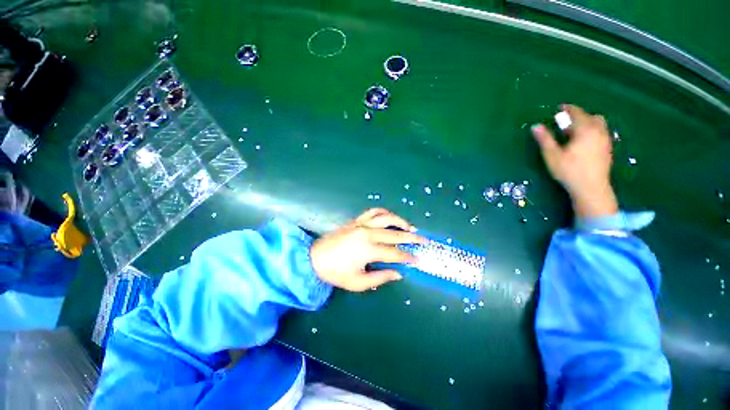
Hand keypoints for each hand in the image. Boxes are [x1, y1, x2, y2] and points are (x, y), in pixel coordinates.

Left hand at [310, 208, 423, 291]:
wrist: (315, 258)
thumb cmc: (336, 273)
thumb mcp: (358, 282)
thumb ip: (380, 277)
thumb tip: (398, 273)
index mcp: (368, 250)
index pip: (395, 253)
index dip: (408, 257)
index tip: (418, 259)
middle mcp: (367, 234)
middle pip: (395, 234)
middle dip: (411, 238)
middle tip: (423, 240)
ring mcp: (361, 224)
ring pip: (386, 218)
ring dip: (400, 221)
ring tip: (410, 227)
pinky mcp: (356, 220)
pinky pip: (373, 212)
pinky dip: (384, 212)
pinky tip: (390, 217)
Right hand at [532, 104, 618, 217]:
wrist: (591, 188)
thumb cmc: (569, 171)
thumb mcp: (552, 155)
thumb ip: (545, 139)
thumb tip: (535, 126)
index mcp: (585, 130)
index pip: (577, 113)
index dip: (568, 109)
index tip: (560, 107)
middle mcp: (599, 132)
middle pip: (591, 117)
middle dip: (579, 116)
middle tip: (566, 123)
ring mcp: (605, 141)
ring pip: (599, 125)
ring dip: (587, 124)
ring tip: (575, 133)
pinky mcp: (608, 150)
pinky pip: (601, 133)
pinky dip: (592, 132)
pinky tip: (583, 142)